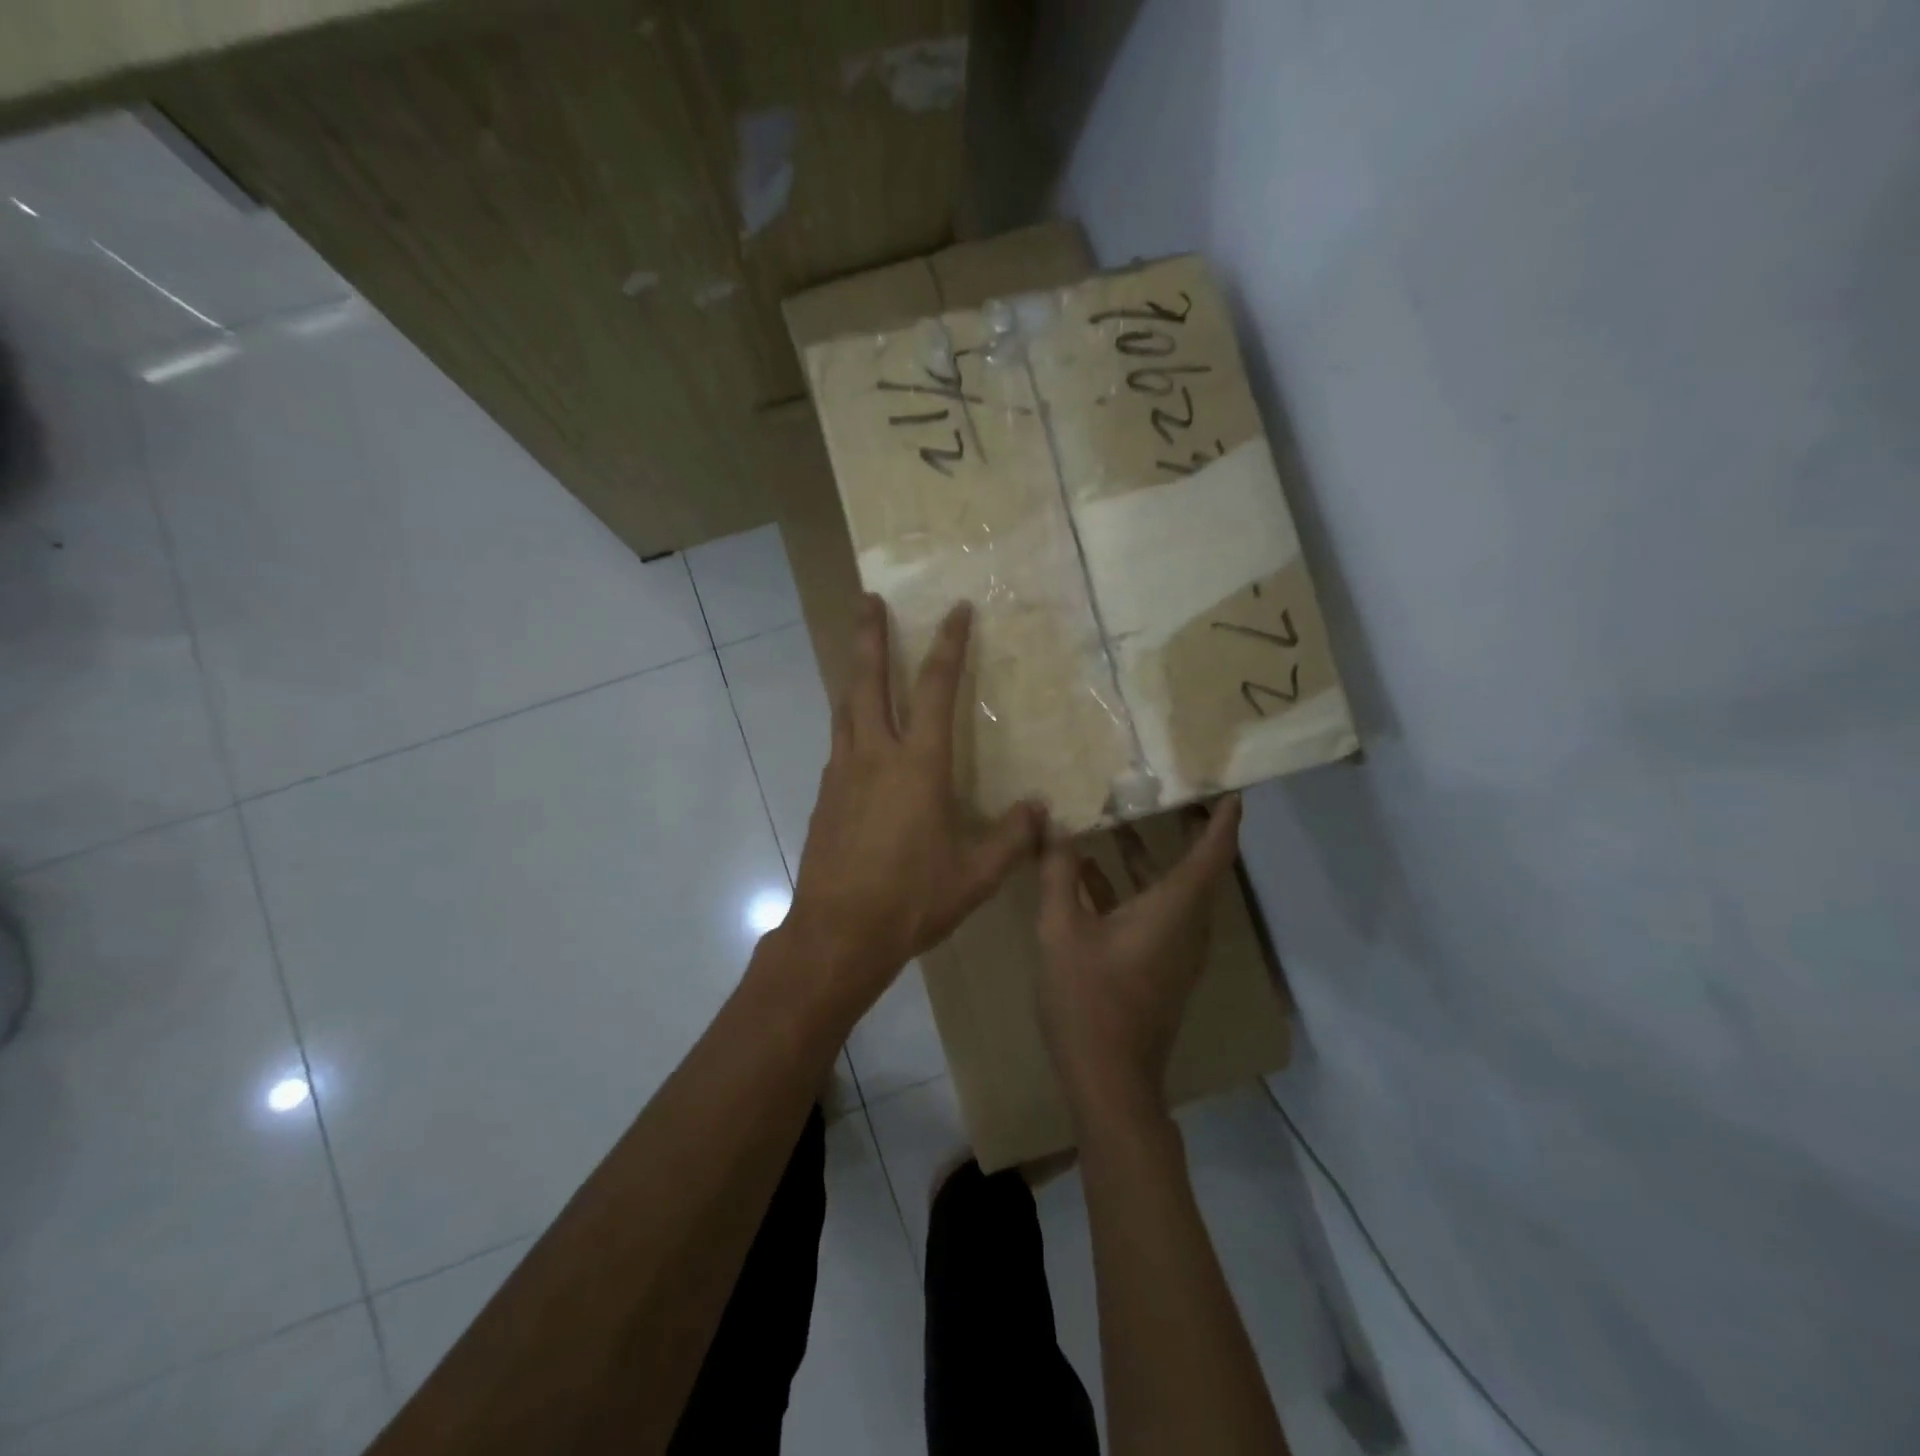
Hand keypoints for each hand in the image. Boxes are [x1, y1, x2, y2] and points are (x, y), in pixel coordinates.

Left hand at [782, 594, 1042, 1011]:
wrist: (838, 933)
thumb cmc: (912, 898)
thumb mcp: (977, 874)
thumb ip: (1012, 838)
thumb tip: (1041, 810)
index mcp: (918, 765)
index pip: (935, 689)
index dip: (948, 645)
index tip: (955, 609)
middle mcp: (875, 755)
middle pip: (868, 681)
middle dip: (869, 636)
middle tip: (868, 597)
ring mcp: (842, 774)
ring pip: (845, 708)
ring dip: (853, 675)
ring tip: (857, 653)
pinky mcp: (825, 797)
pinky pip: (839, 744)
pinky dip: (849, 723)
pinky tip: (858, 737)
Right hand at [1036, 796, 1242, 1130]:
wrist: (1109, 1081)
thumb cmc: (1088, 999)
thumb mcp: (1062, 929)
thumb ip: (1059, 872)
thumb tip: (1053, 824)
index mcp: (1175, 910)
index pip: (1214, 852)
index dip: (1225, 818)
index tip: (1229, 787)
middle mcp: (1187, 926)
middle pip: (1199, 867)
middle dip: (1188, 827)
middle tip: (1169, 790)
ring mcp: (1175, 951)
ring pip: (1174, 890)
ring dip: (1151, 855)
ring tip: (1122, 819)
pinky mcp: (1160, 968)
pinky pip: (1156, 912)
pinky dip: (1132, 887)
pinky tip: (1090, 874)